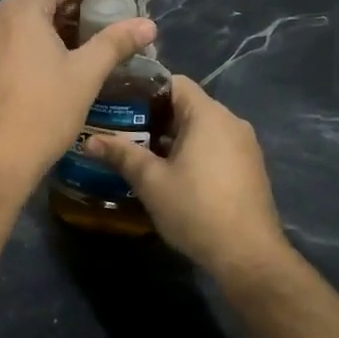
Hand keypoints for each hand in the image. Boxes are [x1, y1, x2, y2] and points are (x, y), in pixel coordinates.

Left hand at [0, 0, 156, 189]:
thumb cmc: (44, 112)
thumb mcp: (86, 75)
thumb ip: (115, 43)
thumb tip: (148, 25)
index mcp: (18, 12)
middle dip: (65, 5)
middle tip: (94, 19)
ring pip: (13, 22)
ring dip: (43, 25)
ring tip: (71, 42)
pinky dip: (23, 43)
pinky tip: (40, 65)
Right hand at [85, 76, 291, 278]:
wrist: (248, 255)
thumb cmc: (196, 209)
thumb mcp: (151, 181)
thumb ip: (121, 154)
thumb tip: (89, 141)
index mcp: (208, 115)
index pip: (174, 82)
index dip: (145, 89)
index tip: (119, 102)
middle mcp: (231, 122)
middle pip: (188, 105)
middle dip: (154, 116)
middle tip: (122, 130)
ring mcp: (245, 145)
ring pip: (202, 128)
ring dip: (173, 137)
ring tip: (141, 153)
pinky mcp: (250, 168)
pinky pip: (216, 146)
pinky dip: (193, 151)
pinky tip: (172, 174)